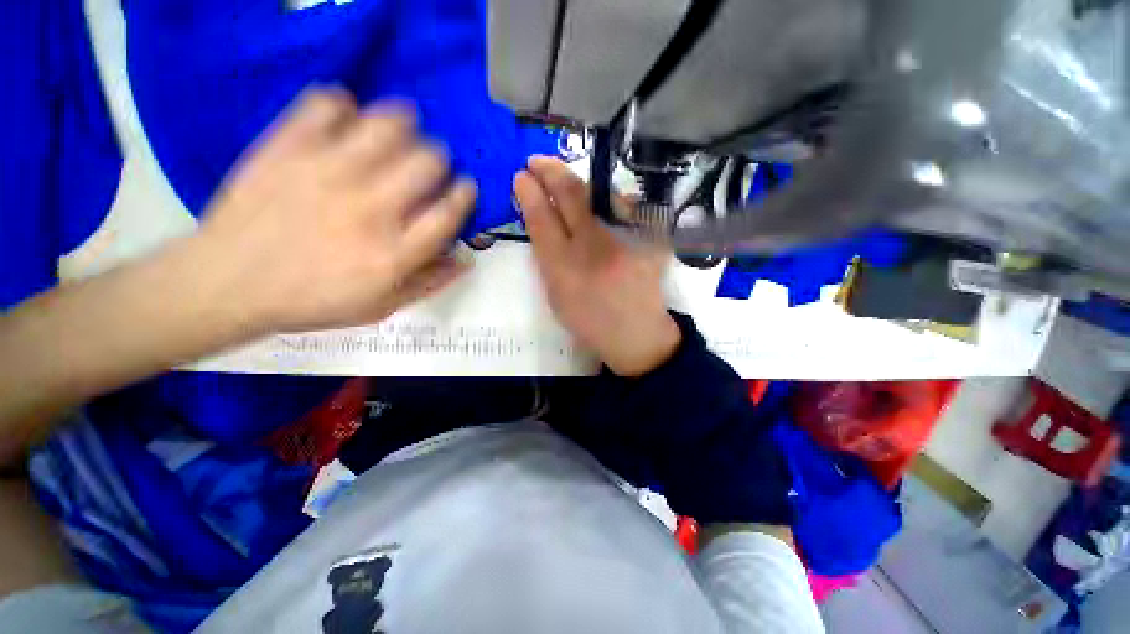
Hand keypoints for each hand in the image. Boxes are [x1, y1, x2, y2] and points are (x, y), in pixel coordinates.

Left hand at [191, 88, 475, 332]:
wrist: (227, 283)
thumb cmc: (312, 300)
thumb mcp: (380, 307)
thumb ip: (429, 283)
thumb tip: (465, 260)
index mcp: (394, 253)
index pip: (448, 213)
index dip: (464, 194)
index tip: (464, 187)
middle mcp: (370, 209)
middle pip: (428, 163)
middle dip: (439, 160)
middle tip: (430, 165)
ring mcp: (327, 173)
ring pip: (388, 127)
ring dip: (406, 126)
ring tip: (401, 132)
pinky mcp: (288, 148)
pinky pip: (327, 105)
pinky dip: (344, 105)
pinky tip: (347, 121)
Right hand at [514, 156, 680, 376]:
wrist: (636, 335)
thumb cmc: (589, 321)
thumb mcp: (556, 295)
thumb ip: (547, 256)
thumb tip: (541, 218)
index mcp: (564, 269)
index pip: (542, 218)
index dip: (529, 192)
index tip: (521, 177)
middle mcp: (595, 248)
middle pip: (571, 195)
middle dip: (550, 170)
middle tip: (536, 162)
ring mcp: (627, 240)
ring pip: (598, 195)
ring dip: (577, 182)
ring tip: (563, 180)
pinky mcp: (651, 240)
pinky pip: (625, 208)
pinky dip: (607, 201)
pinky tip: (600, 205)